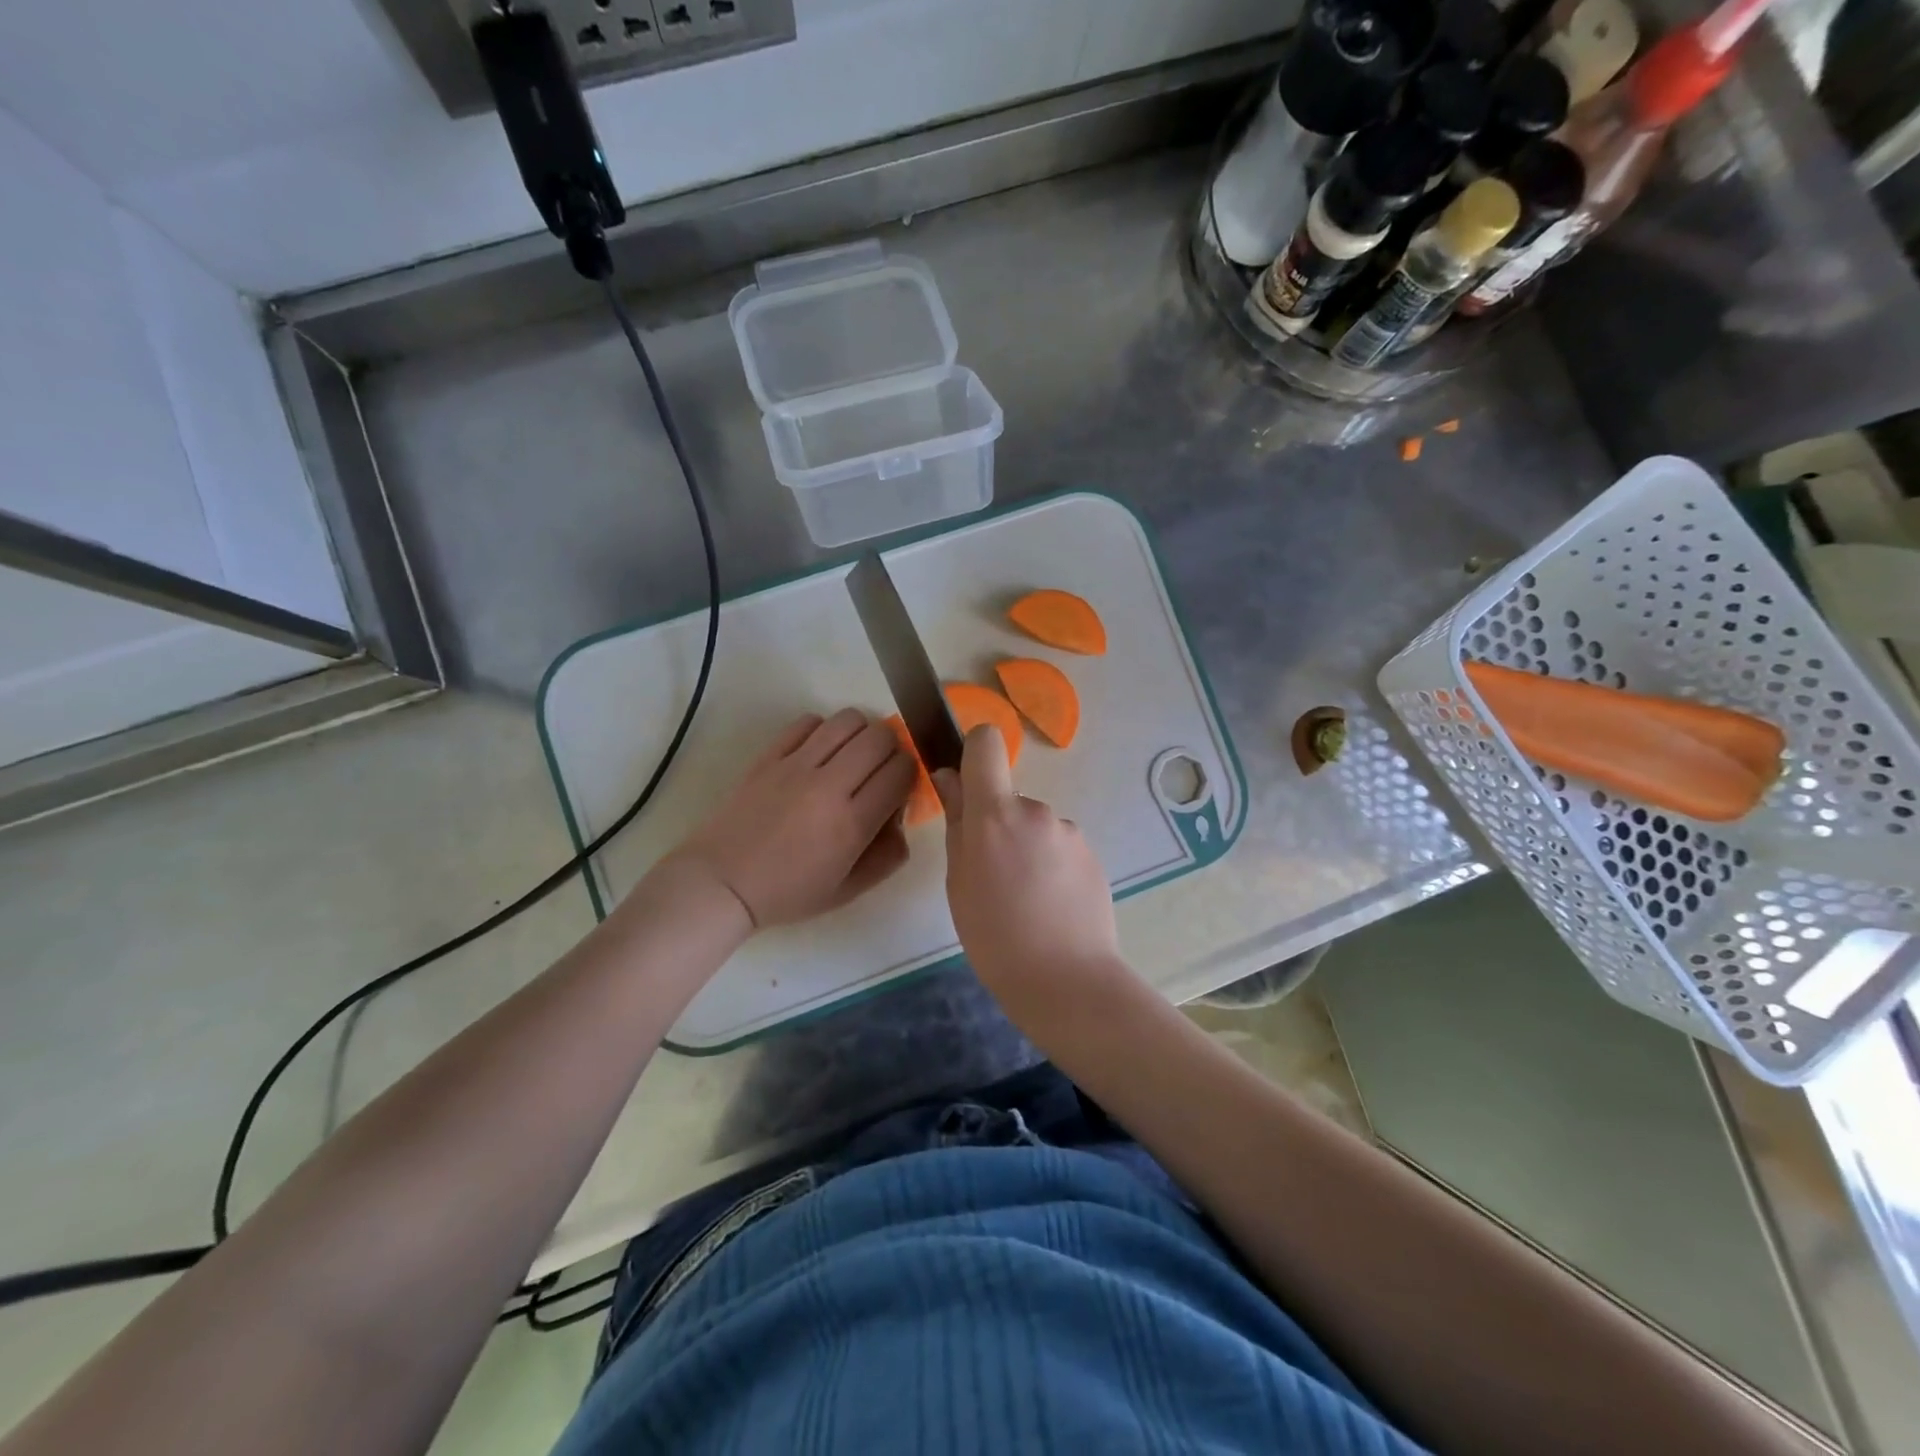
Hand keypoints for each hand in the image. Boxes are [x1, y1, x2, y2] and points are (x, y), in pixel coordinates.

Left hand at [671, 709, 916, 928]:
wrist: (723, 883)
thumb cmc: (789, 892)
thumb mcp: (849, 890)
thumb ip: (888, 855)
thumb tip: (901, 817)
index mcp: (853, 823)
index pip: (902, 771)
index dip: (909, 774)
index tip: (898, 788)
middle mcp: (829, 786)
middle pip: (881, 737)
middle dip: (891, 749)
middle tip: (878, 769)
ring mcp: (797, 765)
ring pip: (848, 720)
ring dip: (860, 733)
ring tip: (851, 755)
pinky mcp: (770, 756)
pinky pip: (808, 722)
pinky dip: (823, 730)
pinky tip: (817, 753)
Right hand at [932, 725, 1123, 1010]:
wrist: (1066, 980)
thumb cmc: (994, 936)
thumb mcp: (958, 880)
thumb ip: (957, 822)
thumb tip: (950, 778)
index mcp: (995, 814)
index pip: (986, 743)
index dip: (974, 752)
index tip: (967, 784)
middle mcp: (1036, 810)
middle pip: (1009, 798)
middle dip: (999, 826)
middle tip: (994, 878)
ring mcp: (1069, 832)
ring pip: (1035, 827)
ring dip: (1026, 849)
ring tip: (1025, 900)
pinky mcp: (1092, 854)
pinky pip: (1059, 848)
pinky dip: (1051, 866)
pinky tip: (1050, 906)